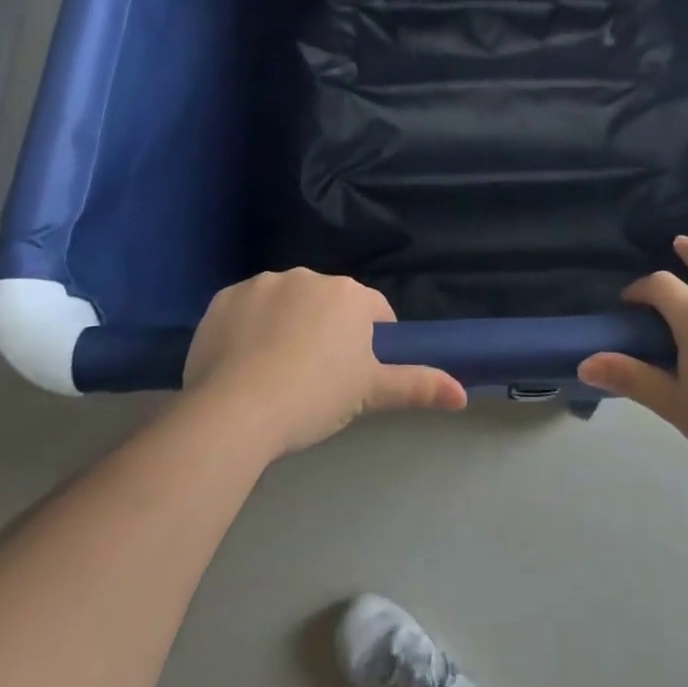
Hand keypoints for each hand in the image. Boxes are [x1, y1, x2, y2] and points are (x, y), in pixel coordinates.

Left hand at [183, 270, 466, 457]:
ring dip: (286, 325)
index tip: (355, 373)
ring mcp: (263, 283)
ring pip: (286, 302)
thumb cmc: (315, 397)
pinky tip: (240, 362)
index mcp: (350, 295)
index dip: (370, 341)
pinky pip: (245, 309)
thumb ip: (418, 386)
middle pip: (328, 303)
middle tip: (314, 377)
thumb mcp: (370, 393)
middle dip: (327, 330)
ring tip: (273, 372)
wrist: (236, 410)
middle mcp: (309, 276)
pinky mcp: (224, 297)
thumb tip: (463, 394)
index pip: (374, 311)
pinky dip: (247, 328)